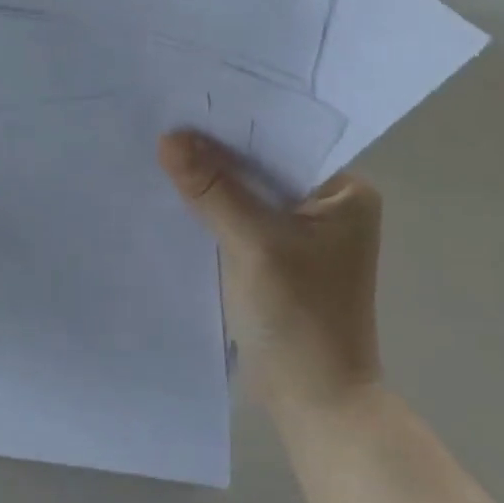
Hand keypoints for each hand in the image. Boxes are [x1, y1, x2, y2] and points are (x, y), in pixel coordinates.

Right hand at [159, 130, 381, 419]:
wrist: (314, 400)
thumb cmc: (299, 317)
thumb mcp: (254, 245)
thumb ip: (213, 190)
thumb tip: (169, 138)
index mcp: (343, 192)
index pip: (283, 140)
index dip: (235, 123)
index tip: (186, 102)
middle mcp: (326, 204)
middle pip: (262, 165)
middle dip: (217, 151)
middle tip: (164, 119)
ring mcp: (301, 233)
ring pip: (247, 192)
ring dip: (210, 180)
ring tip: (160, 149)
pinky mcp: (275, 256)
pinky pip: (238, 218)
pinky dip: (211, 208)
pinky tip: (174, 193)